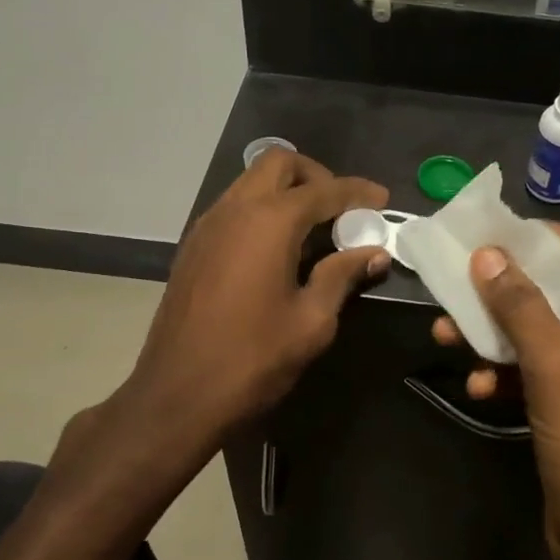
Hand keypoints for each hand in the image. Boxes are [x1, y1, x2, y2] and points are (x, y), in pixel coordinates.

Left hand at [96, 151, 389, 457]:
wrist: (177, 395)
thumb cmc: (253, 359)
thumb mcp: (311, 321)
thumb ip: (342, 276)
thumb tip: (373, 253)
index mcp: (269, 222)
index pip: (324, 189)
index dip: (358, 192)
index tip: (382, 200)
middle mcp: (235, 209)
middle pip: (279, 163)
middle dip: (316, 176)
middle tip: (341, 209)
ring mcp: (208, 225)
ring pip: (251, 182)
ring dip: (286, 190)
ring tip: (313, 228)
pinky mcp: (193, 246)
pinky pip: (233, 207)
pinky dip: (261, 210)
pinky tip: (277, 248)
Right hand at [432, 226, 559, 559]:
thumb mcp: (555, 364)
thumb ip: (520, 304)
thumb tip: (486, 254)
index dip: (540, 240)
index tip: (490, 234)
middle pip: (559, 291)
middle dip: (505, 292)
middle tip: (459, 282)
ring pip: (541, 332)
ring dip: (496, 334)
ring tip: (447, 334)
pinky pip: (538, 370)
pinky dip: (506, 372)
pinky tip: (476, 385)